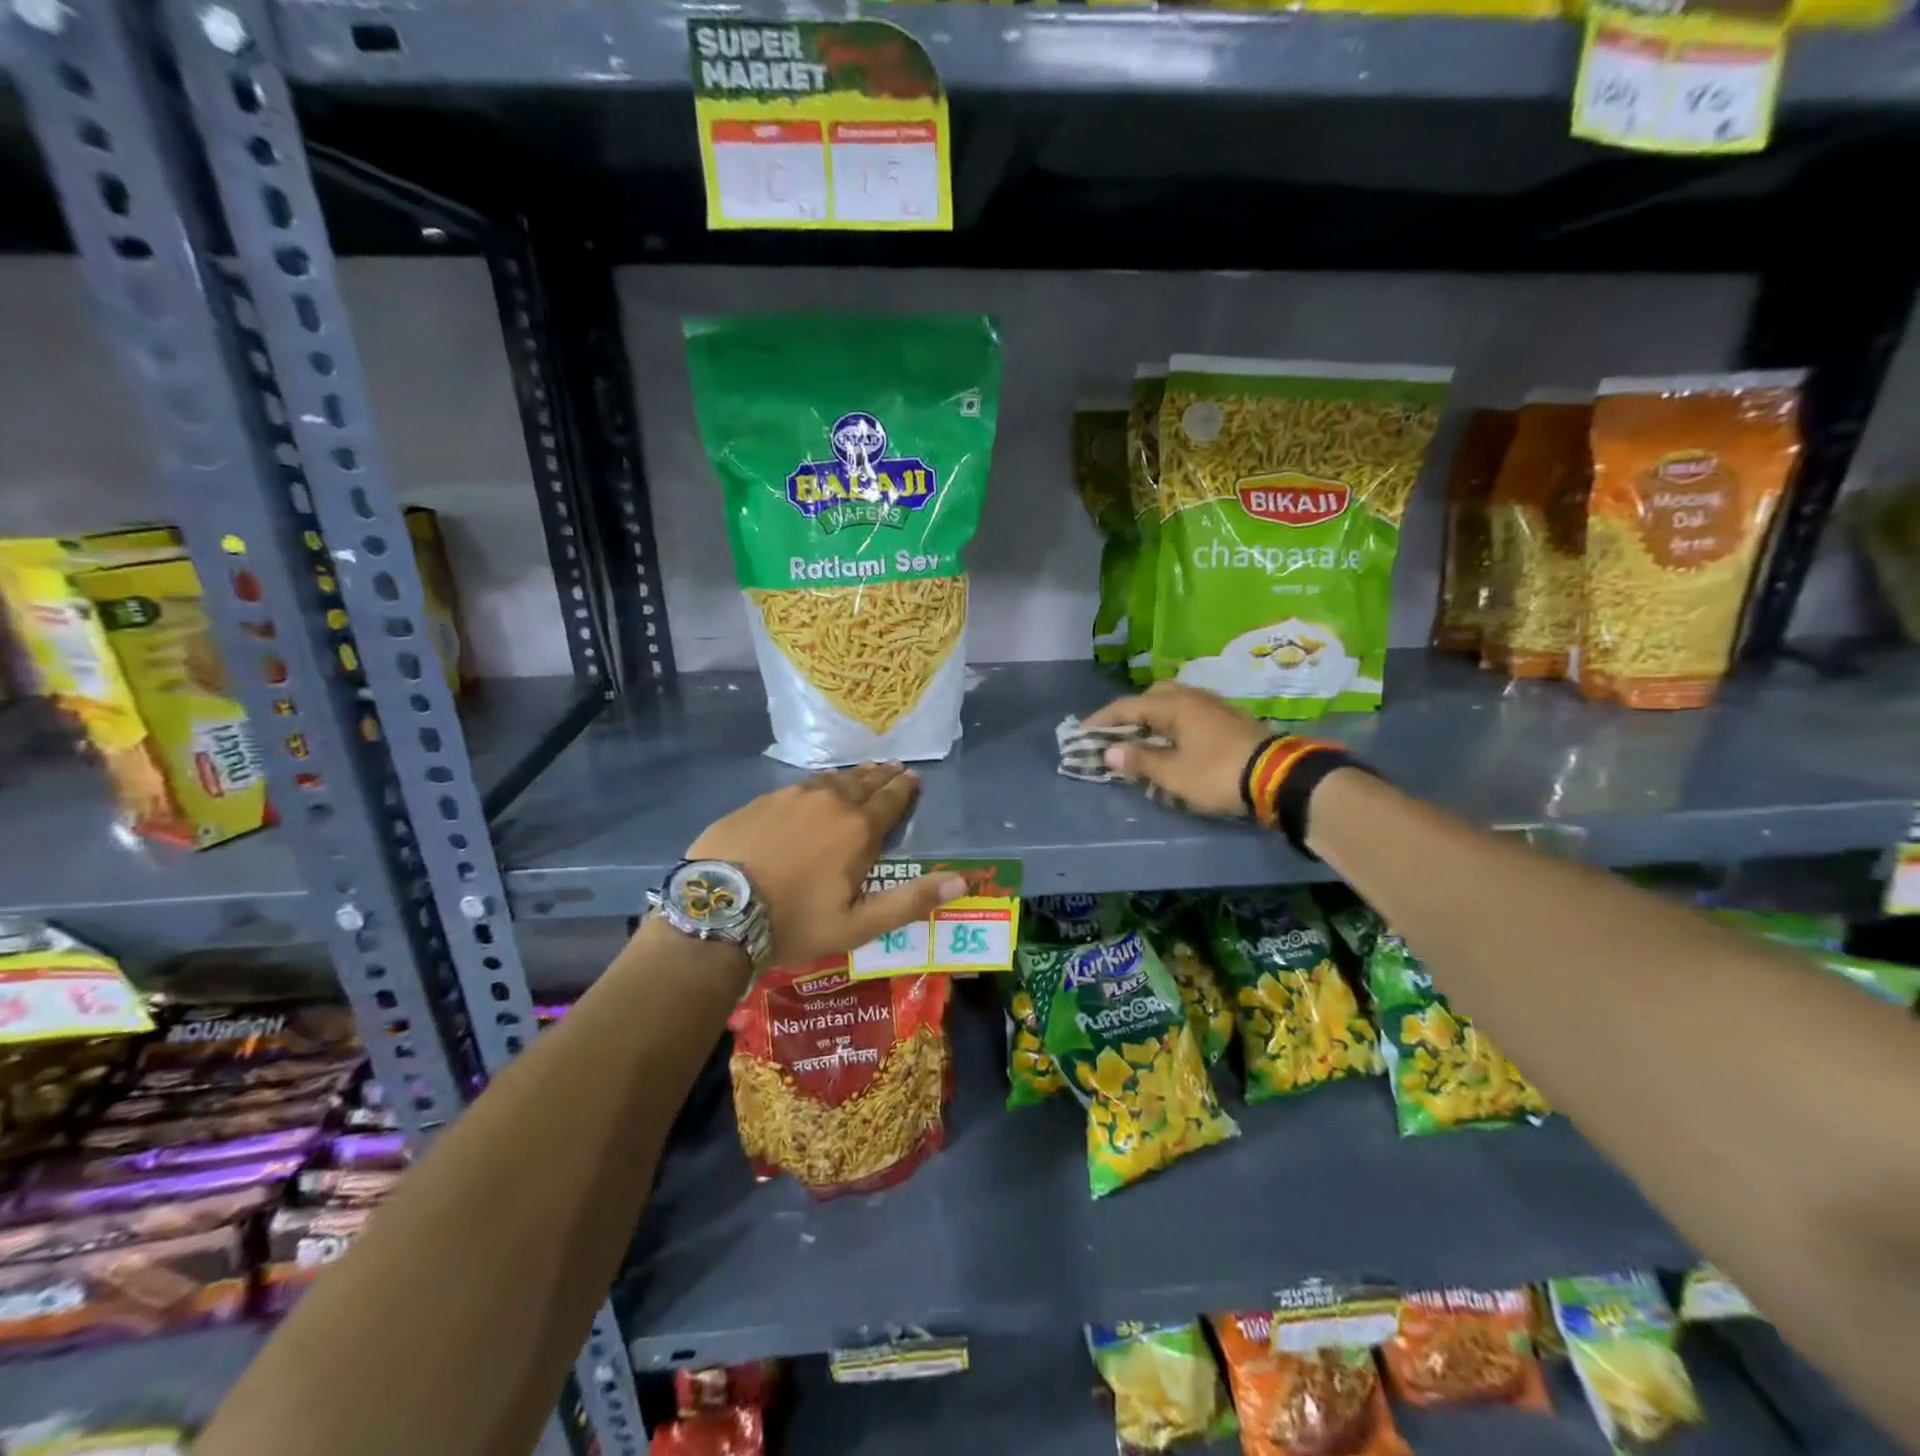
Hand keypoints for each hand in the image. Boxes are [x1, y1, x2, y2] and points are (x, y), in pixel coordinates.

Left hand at [686, 763, 967, 967]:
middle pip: (863, 782)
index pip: (891, 800)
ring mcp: (791, 796)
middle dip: (882, 776)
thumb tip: (961, 881)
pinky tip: (815, 788)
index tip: (914, 778)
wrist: (718, 910)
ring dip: (852, 776)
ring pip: (831, 779)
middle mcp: (829, 802)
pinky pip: (799, 785)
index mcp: (858, 829)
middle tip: (894, 767)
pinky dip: (817, 784)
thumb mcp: (858, 924)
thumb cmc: (795, 921)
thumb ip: (910, 901)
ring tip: (863, 772)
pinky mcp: (761, 800)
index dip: (905, 788)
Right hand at [1084, 682, 1270, 817]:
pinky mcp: (1228, 719)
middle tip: (1116, 734)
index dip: (1101, 720)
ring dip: (1153, 718)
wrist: (1278, 777)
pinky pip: (1189, 714)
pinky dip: (1172, 725)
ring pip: (1173, 704)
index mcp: (1173, 705)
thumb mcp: (1172, 773)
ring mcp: (1213, 706)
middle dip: (1130, 713)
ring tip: (1142, 739)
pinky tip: (1173, 743)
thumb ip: (1139, 760)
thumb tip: (1110, 752)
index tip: (1081, 732)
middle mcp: (1192, 697)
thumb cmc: (1217, 773)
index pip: (1126, 706)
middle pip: (1152, 697)